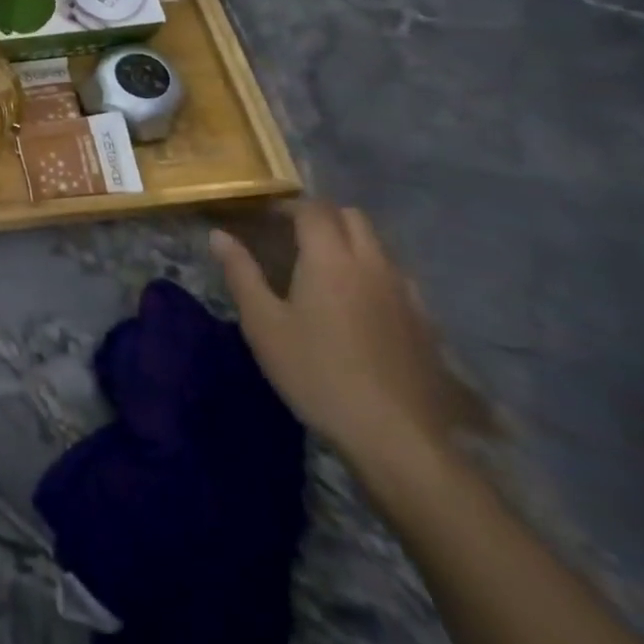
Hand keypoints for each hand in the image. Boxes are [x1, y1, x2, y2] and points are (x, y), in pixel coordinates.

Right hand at [211, 202, 456, 469]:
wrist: (397, 436)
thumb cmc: (316, 373)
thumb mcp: (263, 324)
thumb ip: (241, 273)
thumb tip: (219, 235)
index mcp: (330, 258)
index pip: (312, 210)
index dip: (287, 207)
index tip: (263, 218)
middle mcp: (372, 264)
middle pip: (352, 217)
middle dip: (321, 217)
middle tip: (291, 238)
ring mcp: (405, 292)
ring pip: (378, 246)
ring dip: (350, 243)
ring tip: (323, 270)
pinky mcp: (425, 322)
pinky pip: (396, 277)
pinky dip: (373, 273)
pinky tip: (358, 306)